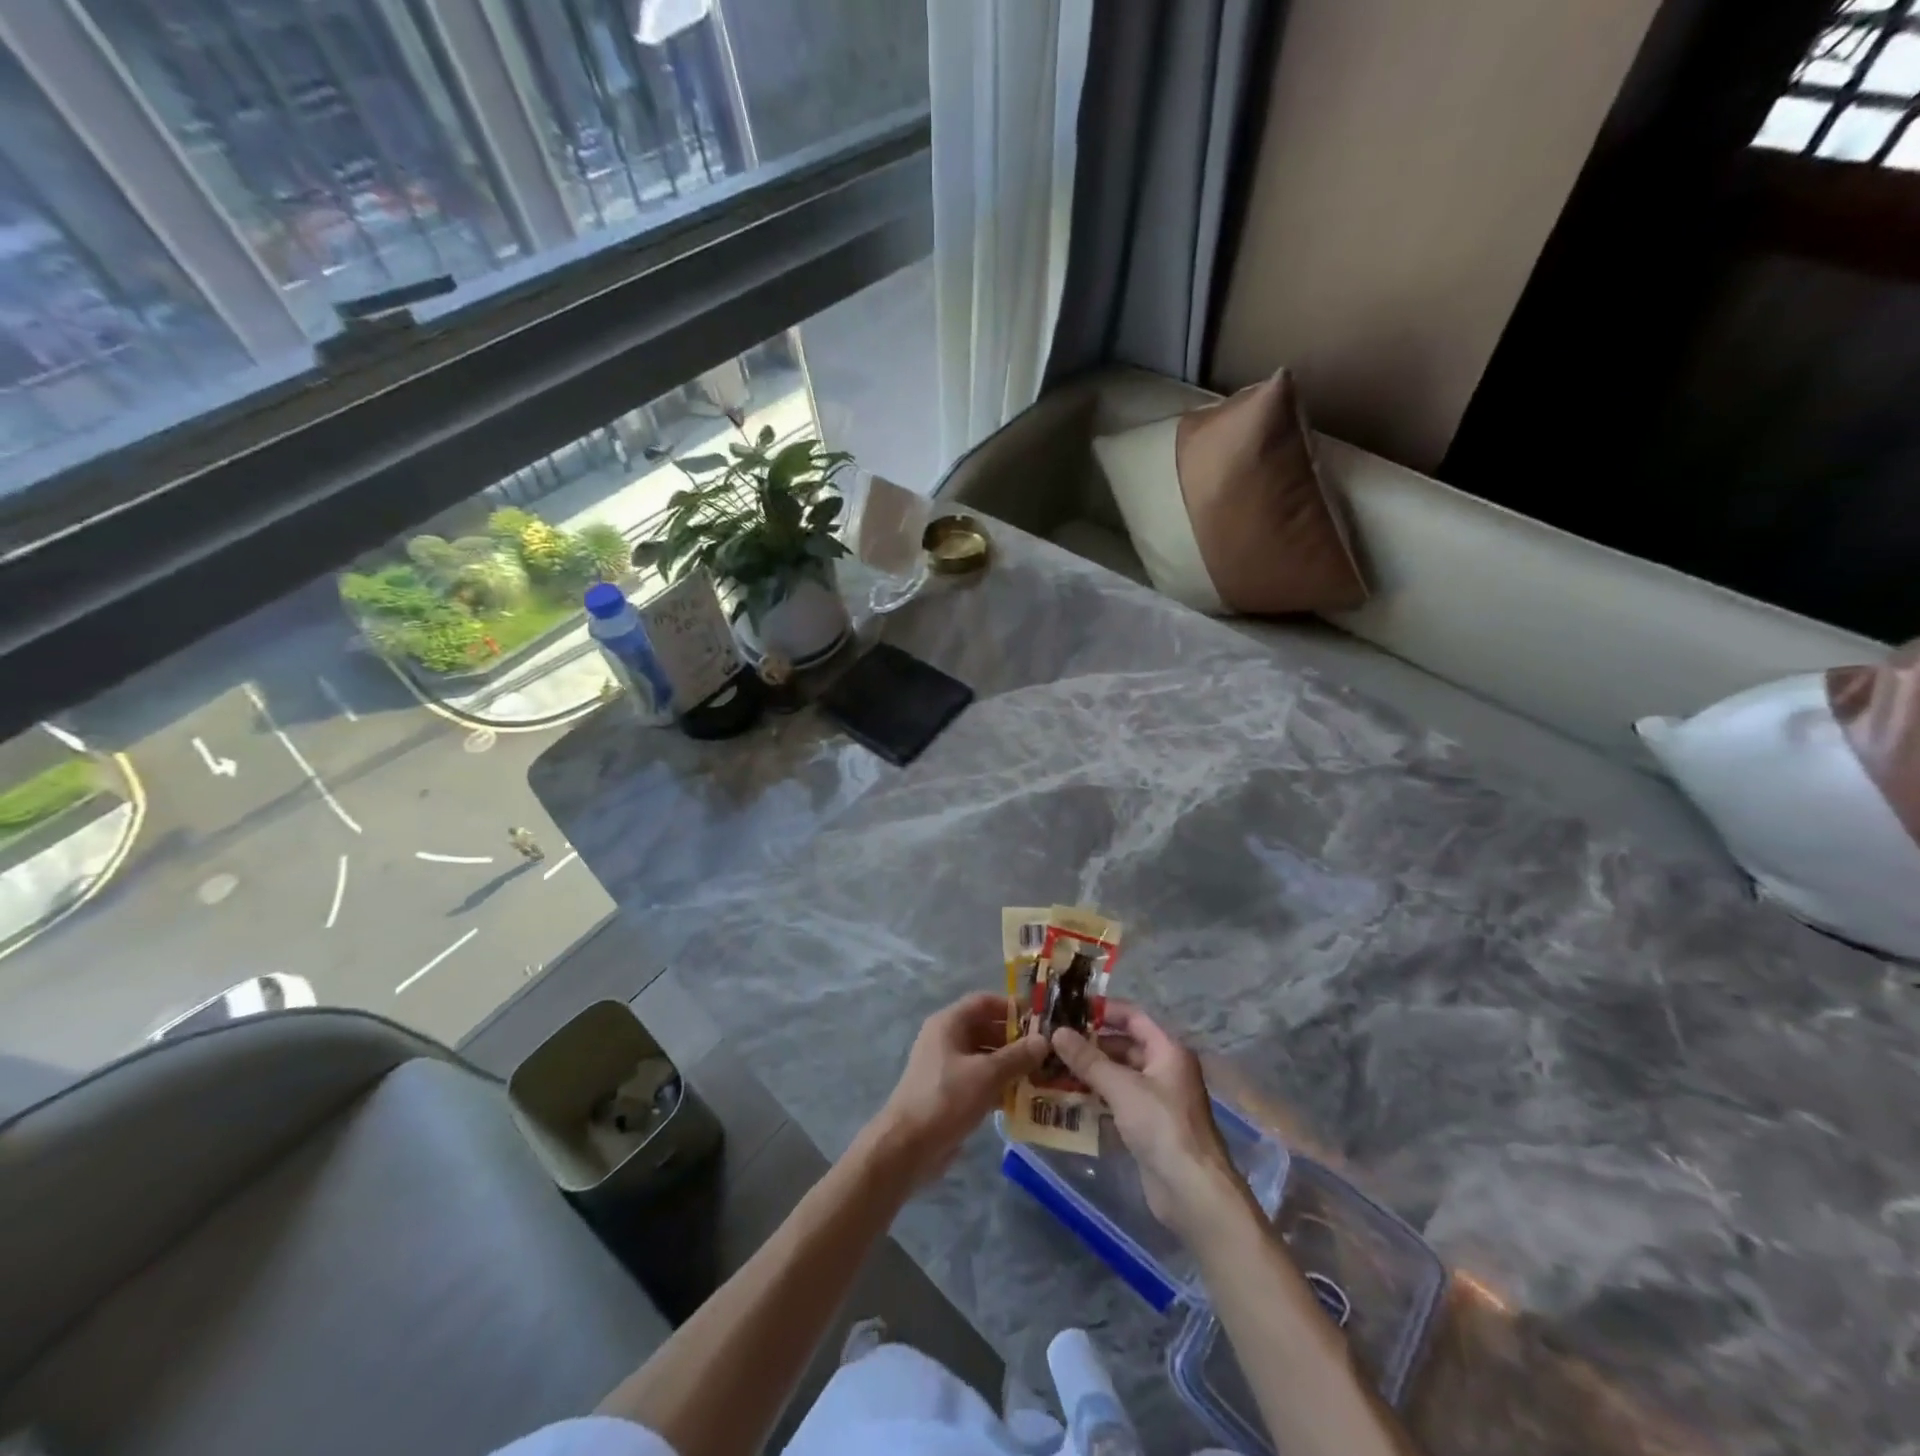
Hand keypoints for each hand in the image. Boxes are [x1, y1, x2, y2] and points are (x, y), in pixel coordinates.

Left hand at [864, 992, 1046, 1190]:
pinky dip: (999, 1085)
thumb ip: (1017, 1056)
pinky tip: (1023, 1099)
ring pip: (984, 1057)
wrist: (908, 1147)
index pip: (984, 1002)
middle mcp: (946, 1039)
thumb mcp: (986, 1074)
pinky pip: (979, 1080)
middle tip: (1046, 1053)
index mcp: (949, 1023)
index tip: (1040, 1021)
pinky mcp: (949, 1093)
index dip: (1012, 1008)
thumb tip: (1044, 1040)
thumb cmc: (946, 1098)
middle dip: (1015, 1040)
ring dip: (1010, 1065)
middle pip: (986, 1029)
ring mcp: (946, 1067)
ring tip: (1041, 1076)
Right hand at [1050, 1002, 1250, 1238]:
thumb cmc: (1161, 1126)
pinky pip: (1118, 1101)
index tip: (1070, 1008)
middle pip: (1125, 1046)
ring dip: (1091, 1072)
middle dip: (1091, 1044)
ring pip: (1120, 1075)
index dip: (1103, 1010)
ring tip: (1054, 1067)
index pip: (1133, 1018)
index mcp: (1168, 1050)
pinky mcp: (1148, 1126)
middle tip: (1054, 1041)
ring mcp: (1157, 1099)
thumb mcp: (1122, 1087)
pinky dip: (1097, 1098)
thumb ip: (1088, 1060)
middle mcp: (1165, 1069)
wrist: (1191, 1191)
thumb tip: (1057, 1032)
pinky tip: (1069, 1098)